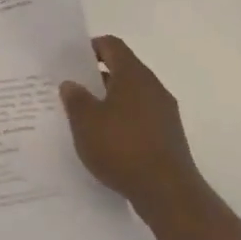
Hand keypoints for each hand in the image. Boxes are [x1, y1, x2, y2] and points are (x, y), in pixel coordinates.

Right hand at [59, 35, 200, 216]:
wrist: (168, 193)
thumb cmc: (122, 147)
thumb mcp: (85, 121)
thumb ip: (75, 98)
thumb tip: (72, 84)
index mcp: (134, 75)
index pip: (112, 46)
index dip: (90, 48)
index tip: (71, 61)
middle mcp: (153, 88)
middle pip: (123, 70)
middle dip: (96, 77)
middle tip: (72, 90)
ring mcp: (165, 113)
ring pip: (132, 95)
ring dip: (109, 101)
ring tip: (85, 118)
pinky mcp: (169, 137)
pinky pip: (140, 117)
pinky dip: (122, 121)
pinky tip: (106, 140)